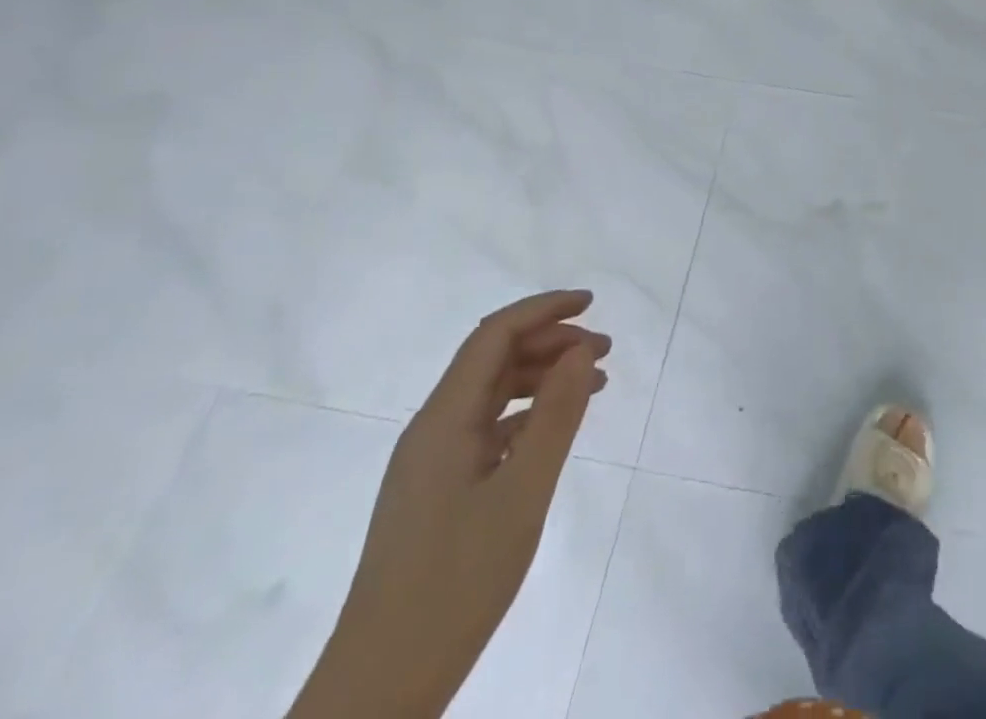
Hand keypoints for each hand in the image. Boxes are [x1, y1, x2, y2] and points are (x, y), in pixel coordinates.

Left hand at [289, 291, 609, 718]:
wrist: (380, 688)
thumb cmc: (455, 584)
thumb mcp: (521, 494)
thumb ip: (555, 416)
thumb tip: (581, 348)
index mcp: (443, 419)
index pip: (494, 335)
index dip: (544, 309)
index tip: (593, 304)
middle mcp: (432, 429)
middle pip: (493, 359)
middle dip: (551, 342)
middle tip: (605, 352)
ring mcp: (431, 462)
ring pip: (491, 394)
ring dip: (541, 377)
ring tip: (594, 385)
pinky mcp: (436, 492)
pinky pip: (487, 430)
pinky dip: (527, 415)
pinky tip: (555, 431)